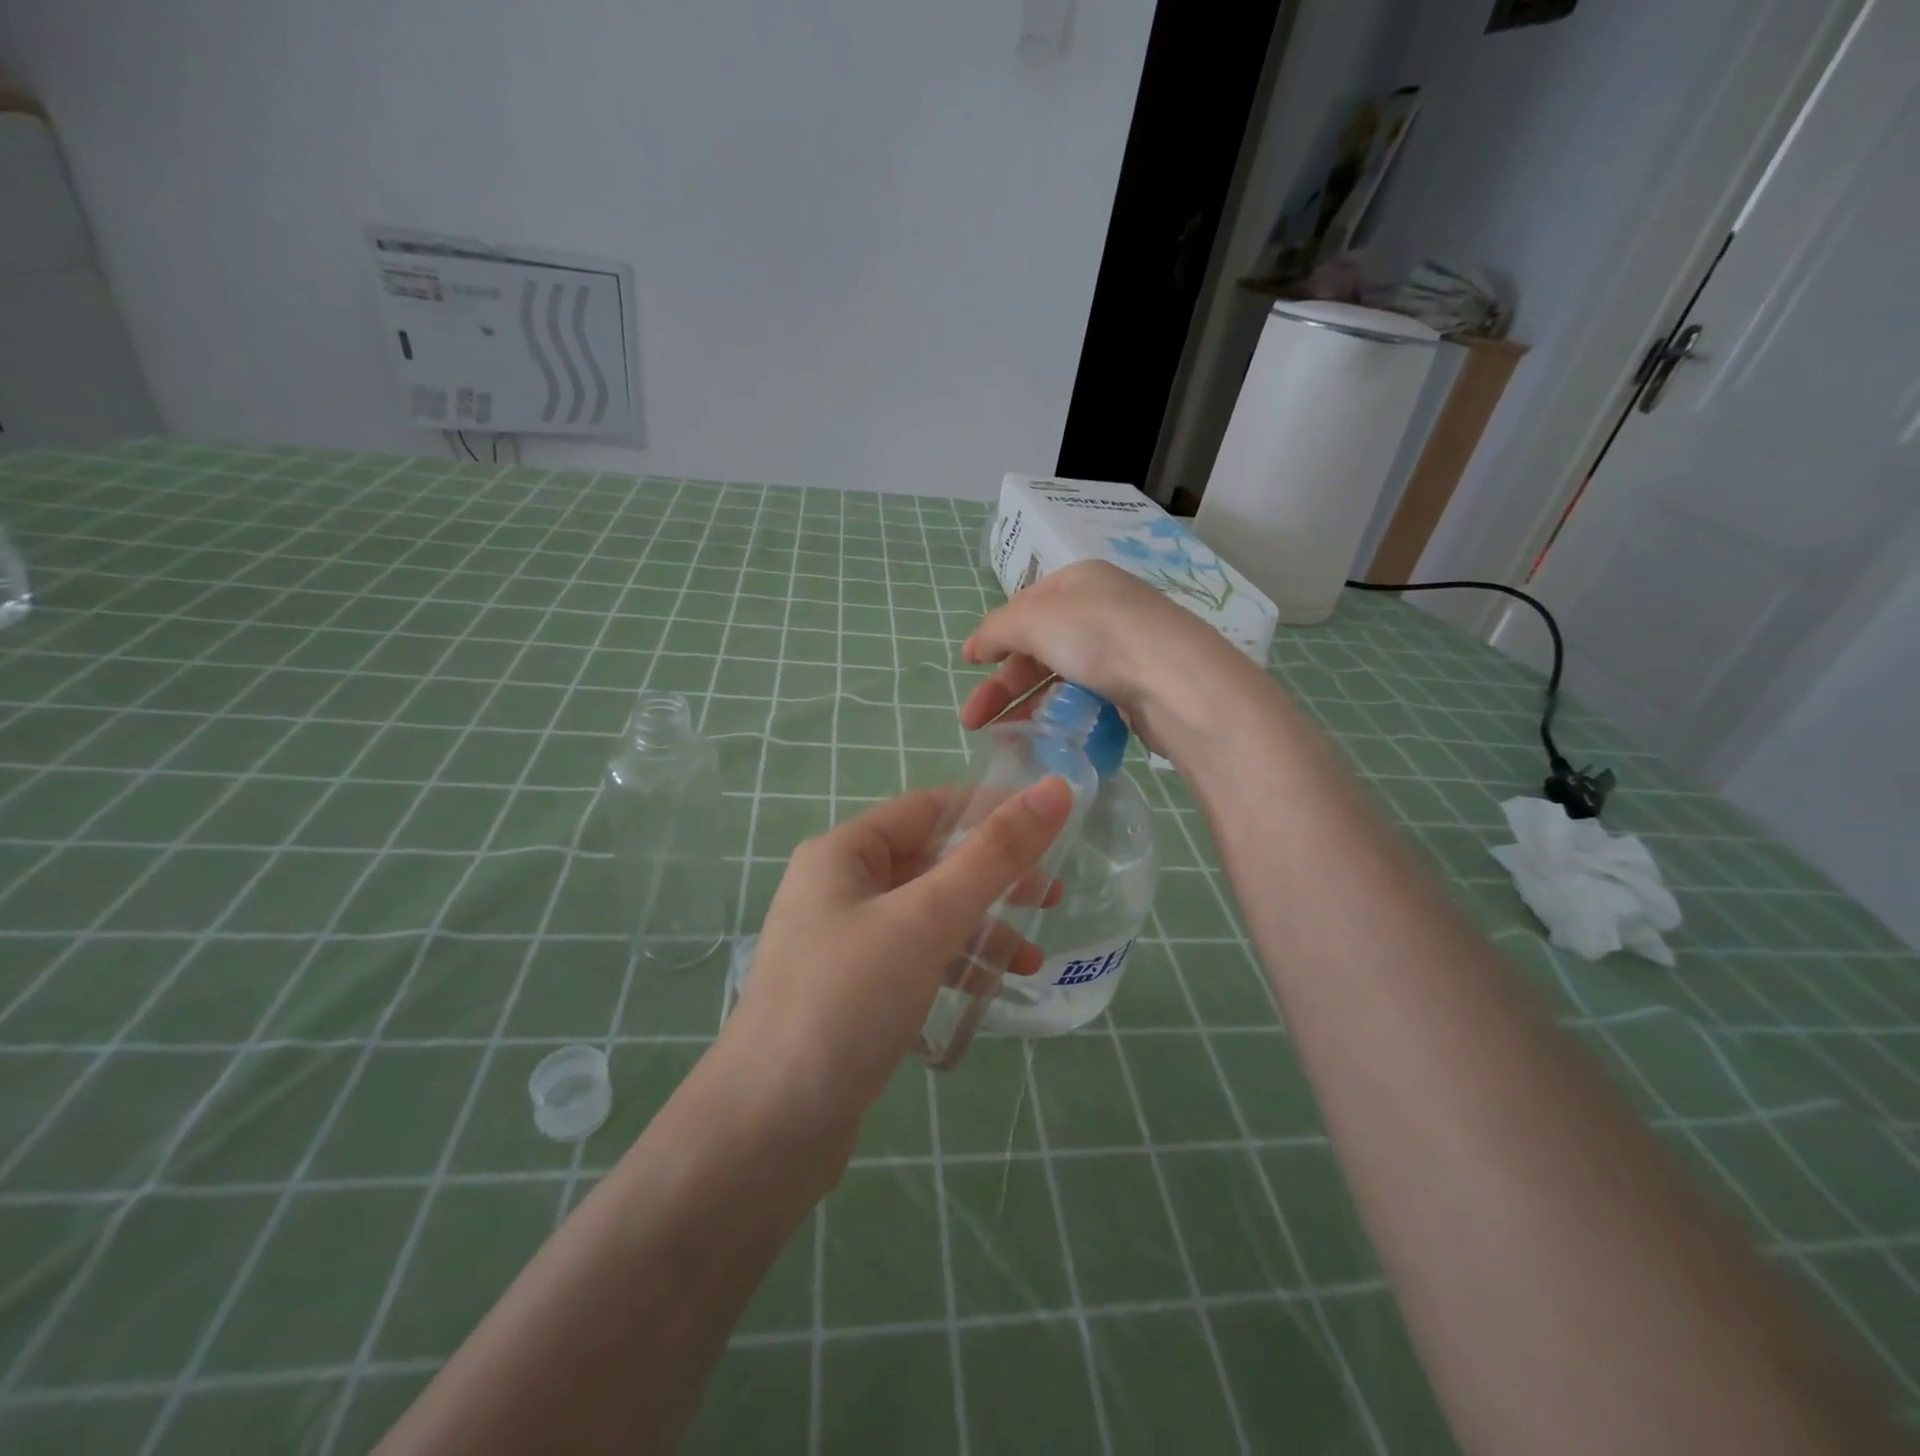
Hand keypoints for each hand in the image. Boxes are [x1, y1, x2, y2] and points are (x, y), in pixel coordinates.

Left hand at [718, 778, 1072, 1136]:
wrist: (767, 1131)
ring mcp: (844, 943)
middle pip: (931, 862)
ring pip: (928, 915)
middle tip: (1052, 897)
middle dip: (993, 878)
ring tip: (1031, 961)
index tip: (1051, 825)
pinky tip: (989, 990)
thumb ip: (994, 854)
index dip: (989, 809)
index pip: (928, 808)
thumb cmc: (846, 1002)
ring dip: (981, 929)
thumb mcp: (927, 918)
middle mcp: (839, 888)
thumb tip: (1054, 788)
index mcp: (843, 853)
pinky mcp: (853, 992)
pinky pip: (916, 958)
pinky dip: (955, 965)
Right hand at [959, 561, 1259, 759]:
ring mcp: (1122, 650)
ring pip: (1060, 677)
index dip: (994, 635)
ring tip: (1001, 738)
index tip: (968, 665)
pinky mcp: (1136, 688)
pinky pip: (1086, 700)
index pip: (1025, 606)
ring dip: (1026, 706)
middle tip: (973, 721)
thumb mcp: (1033, 619)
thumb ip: (996, 630)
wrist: (1176, 683)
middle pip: (1038, 646)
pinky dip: (1060, 716)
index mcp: (1079, 581)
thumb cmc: (1099, 636)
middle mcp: (1102, 610)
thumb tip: (973, 646)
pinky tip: (1044, 737)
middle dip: (1002, 684)